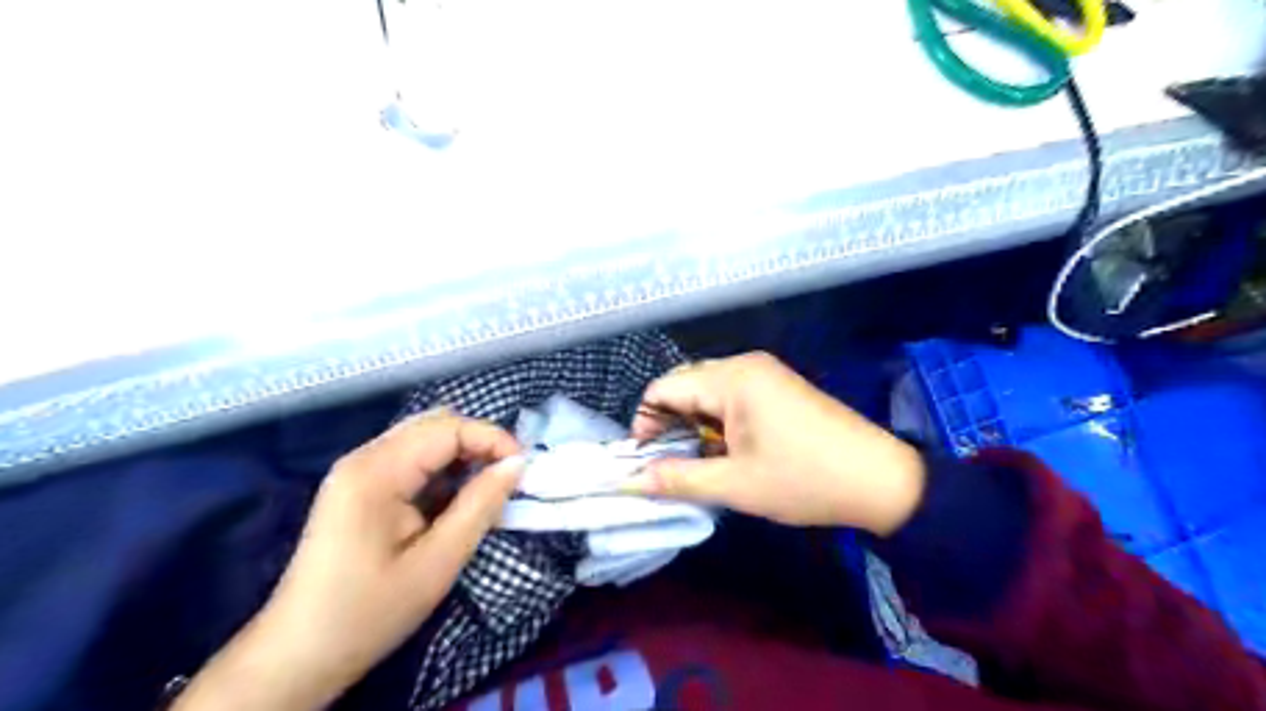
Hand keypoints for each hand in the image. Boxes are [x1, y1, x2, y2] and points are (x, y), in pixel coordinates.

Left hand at [176, 413, 522, 708]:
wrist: (298, 657)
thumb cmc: (369, 612)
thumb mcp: (437, 562)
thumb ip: (481, 505)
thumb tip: (517, 464)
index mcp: (376, 471)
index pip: (448, 427)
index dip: (492, 439)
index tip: (523, 470)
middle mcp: (364, 458)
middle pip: (435, 424)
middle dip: (479, 444)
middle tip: (508, 478)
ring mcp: (357, 470)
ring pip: (424, 438)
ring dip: (462, 456)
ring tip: (487, 489)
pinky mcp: (358, 486)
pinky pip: (411, 459)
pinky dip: (442, 470)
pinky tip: (454, 499)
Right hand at [629, 352, 925, 536]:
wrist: (880, 479)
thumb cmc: (804, 480)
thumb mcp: (736, 485)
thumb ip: (678, 479)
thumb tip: (631, 482)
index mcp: (732, 378)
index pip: (664, 388)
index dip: (645, 423)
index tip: (644, 460)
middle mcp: (745, 364)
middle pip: (684, 385)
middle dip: (668, 423)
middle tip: (669, 464)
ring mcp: (766, 372)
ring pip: (707, 390)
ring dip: (693, 423)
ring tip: (698, 461)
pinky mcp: (779, 385)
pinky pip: (731, 394)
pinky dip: (717, 420)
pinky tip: (726, 448)